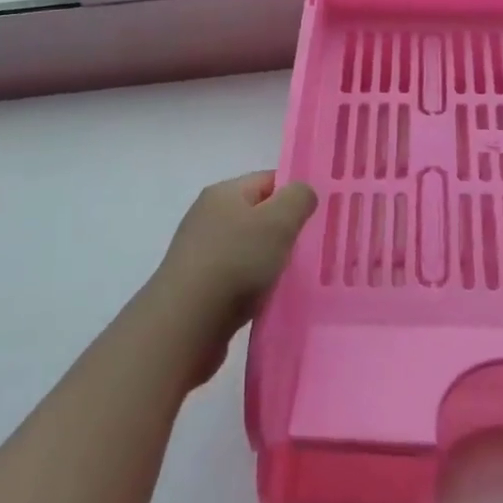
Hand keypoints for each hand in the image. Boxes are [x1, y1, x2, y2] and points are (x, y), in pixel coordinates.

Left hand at [145, 172, 317, 356]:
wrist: (186, 322)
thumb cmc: (236, 261)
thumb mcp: (279, 221)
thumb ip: (298, 199)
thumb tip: (302, 193)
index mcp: (224, 192)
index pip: (269, 180)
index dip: (295, 194)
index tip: (317, 218)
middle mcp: (208, 216)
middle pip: (258, 214)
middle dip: (284, 230)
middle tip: (309, 248)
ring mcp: (200, 251)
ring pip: (247, 247)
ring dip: (268, 260)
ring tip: (289, 277)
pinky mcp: (197, 284)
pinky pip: (236, 275)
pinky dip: (253, 284)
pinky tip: (265, 298)